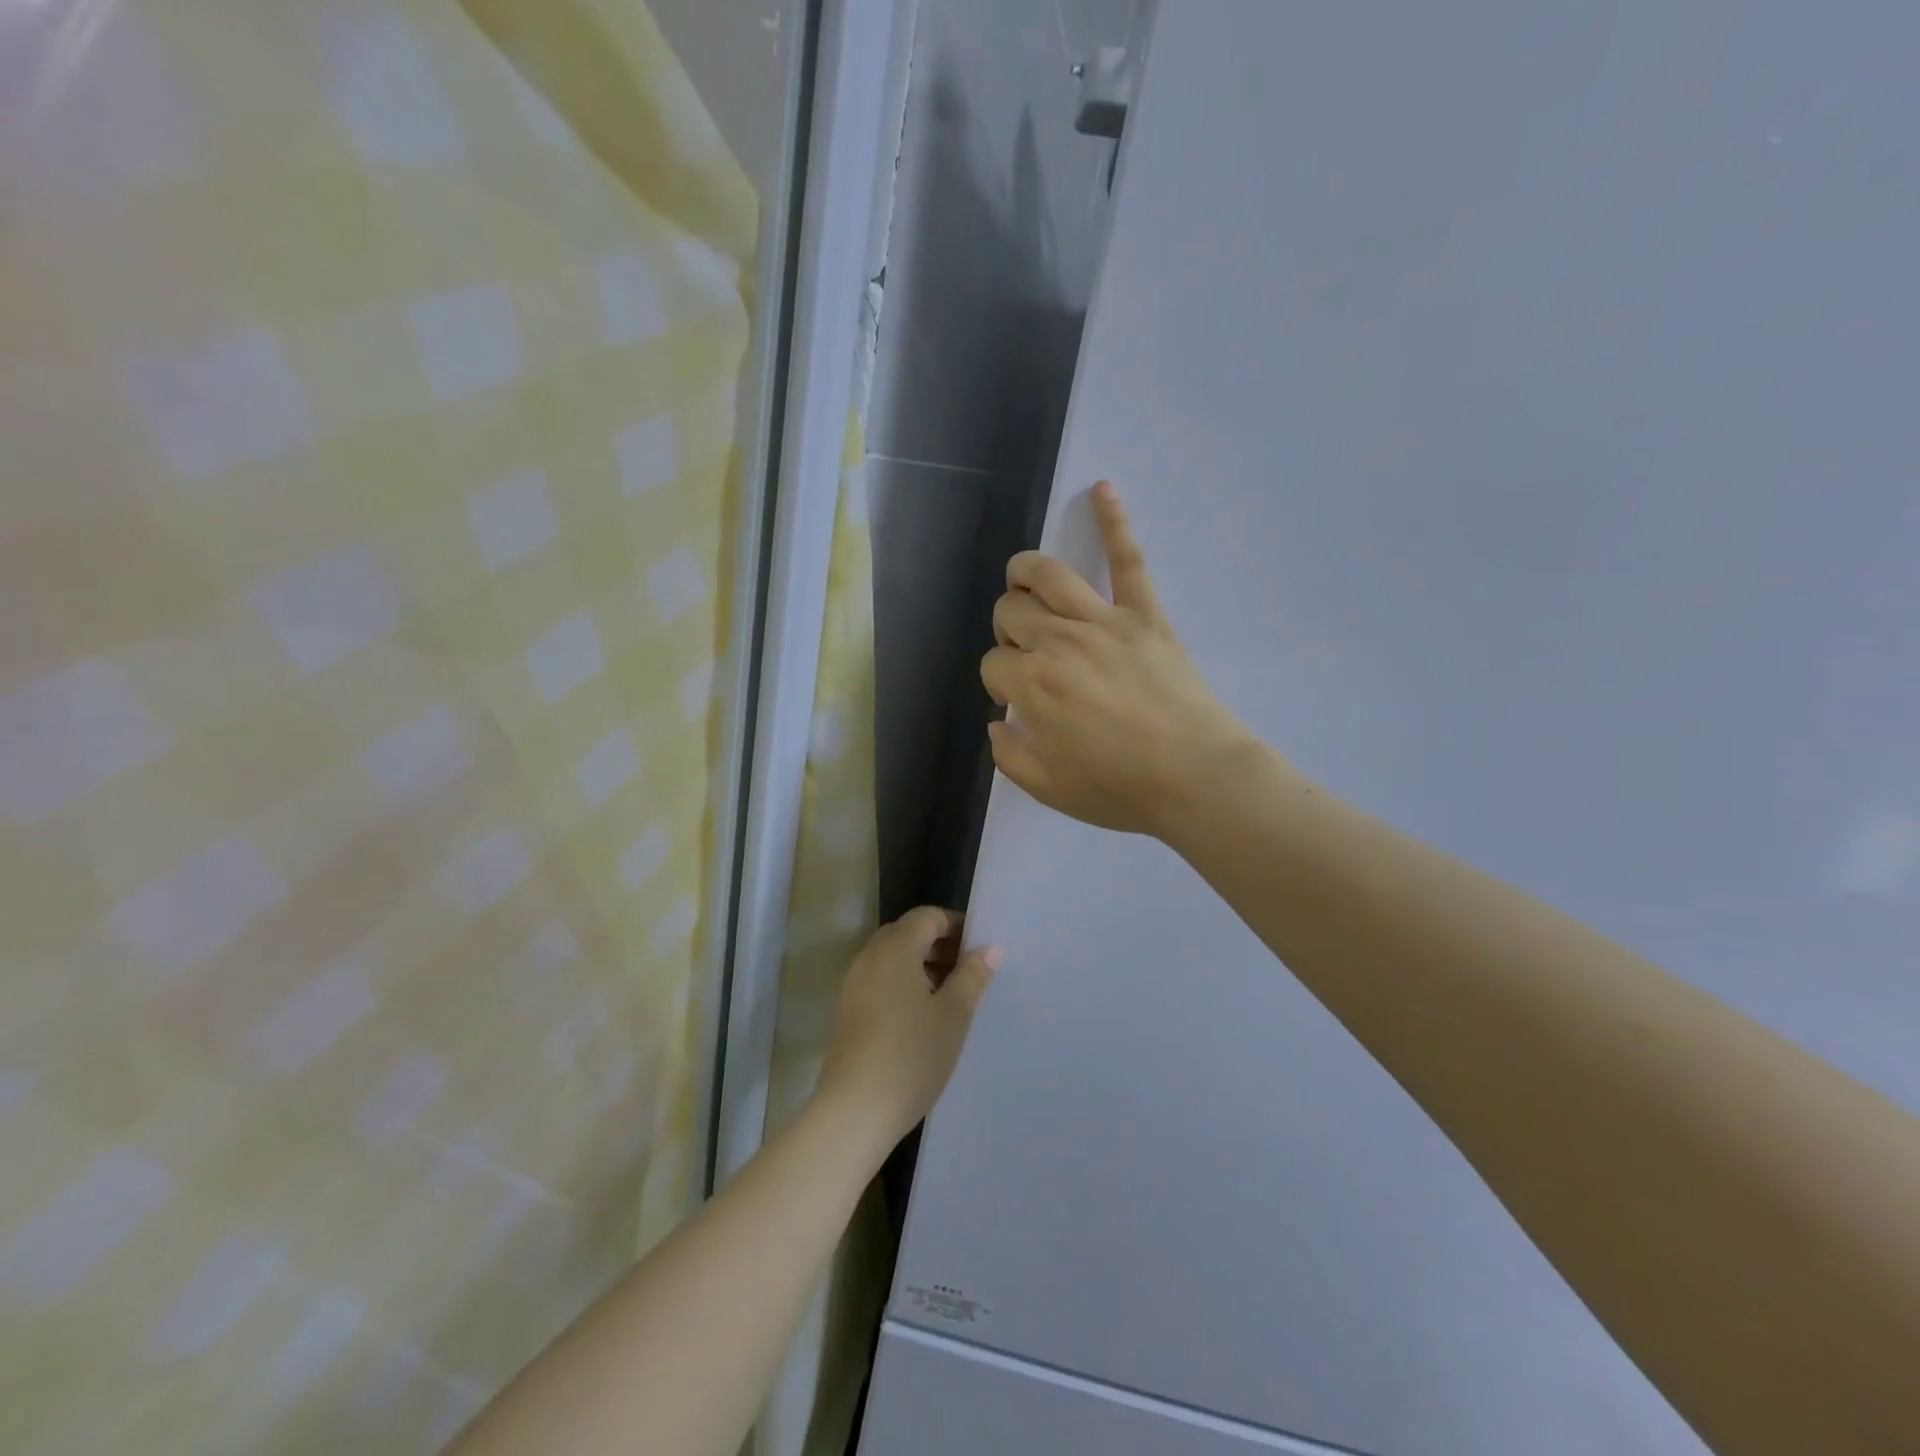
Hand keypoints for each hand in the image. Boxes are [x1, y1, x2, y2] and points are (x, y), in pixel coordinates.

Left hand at [816, 908, 1000, 1149]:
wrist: (854, 1111)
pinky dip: (901, 983)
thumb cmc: (911, 1056)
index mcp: (895, 948)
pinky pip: (879, 980)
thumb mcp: (953, 1015)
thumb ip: (972, 976)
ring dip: (920, 965)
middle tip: (967, 972)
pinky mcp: (846, 1010)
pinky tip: (920, 1017)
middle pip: (906, 933)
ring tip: (948, 997)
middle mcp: (869, 957)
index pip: (927, 916)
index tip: (979, 949)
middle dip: (938, 945)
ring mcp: (853, 984)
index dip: (955, 925)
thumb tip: (990, 948)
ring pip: (891, 957)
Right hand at [981, 481, 1261, 837]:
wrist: (1197, 778)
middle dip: (1007, 631)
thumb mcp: (1048, 789)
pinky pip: (1128, 559)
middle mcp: (1057, 642)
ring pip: (1048, 574)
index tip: (1018, 700)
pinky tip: (1102, 489)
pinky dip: (1114, 520)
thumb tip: (996, 723)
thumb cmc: (1121, 789)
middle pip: (1010, 614)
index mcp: (1031, 686)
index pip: (992, 664)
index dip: (999, 681)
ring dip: (1025, 572)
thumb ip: (1008, 754)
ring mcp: (1103, 621)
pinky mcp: (1144, 613)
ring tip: (1023, 581)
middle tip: (1026, 655)